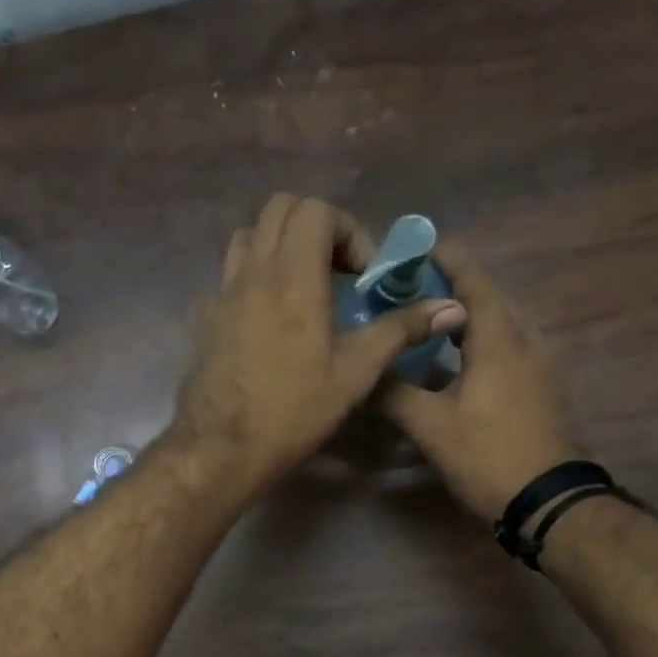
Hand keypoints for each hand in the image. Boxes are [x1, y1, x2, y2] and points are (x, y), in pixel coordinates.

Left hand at [172, 194, 467, 497]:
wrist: (222, 447)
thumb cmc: (293, 410)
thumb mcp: (355, 373)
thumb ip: (399, 330)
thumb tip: (451, 307)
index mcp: (293, 278)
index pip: (317, 211)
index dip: (349, 232)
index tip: (362, 276)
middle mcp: (253, 272)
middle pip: (280, 209)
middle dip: (317, 228)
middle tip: (338, 272)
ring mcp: (223, 292)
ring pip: (250, 236)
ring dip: (282, 245)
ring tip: (304, 286)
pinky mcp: (206, 316)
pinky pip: (231, 273)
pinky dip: (256, 275)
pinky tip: (271, 317)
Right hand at [378, 240, 576, 518]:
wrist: (548, 500)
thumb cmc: (488, 456)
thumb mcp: (431, 427)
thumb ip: (393, 394)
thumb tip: (363, 372)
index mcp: (500, 340)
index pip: (474, 280)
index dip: (447, 259)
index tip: (416, 248)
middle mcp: (527, 340)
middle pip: (491, 297)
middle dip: (454, 287)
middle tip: (412, 290)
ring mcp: (542, 364)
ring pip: (504, 322)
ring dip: (469, 315)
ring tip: (432, 321)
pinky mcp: (544, 386)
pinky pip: (512, 346)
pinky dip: (484, 339)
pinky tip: (460, 361)